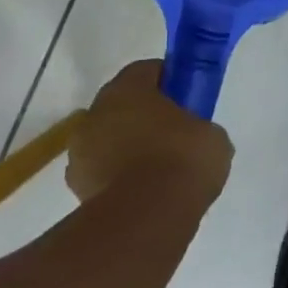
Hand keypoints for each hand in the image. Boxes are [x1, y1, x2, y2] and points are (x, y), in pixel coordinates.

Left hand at [66, 60, 233, 205]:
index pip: (146, 70)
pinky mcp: (76, 187)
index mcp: (127, 89)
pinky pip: (103, 170)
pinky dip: (118, 176)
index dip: (169, 80)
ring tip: (159, 169)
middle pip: (122, 104)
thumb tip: (194, 137)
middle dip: (145, 114)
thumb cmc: (183, 160)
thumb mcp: (212, 135)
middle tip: (175, 132)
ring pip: (109, 138)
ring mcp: (80, 152)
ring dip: (128, 146)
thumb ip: (197, 126)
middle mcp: (95, 113)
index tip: (187, 96)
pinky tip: (145, 191)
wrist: (148, 217)